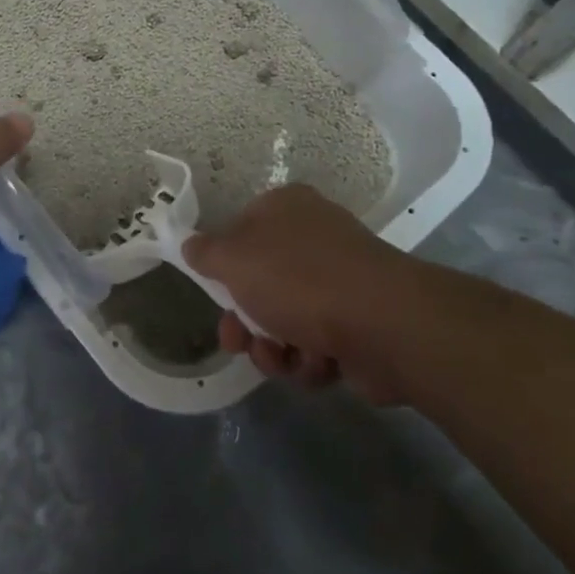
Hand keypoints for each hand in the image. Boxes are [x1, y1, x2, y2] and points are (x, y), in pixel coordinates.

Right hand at [183, 185, 407, 403]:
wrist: (383, 325)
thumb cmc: (298, 280)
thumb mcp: (233, 259)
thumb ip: (205, 252)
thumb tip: (191, 245)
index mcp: (286, 209)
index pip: (240, 230)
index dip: (223, 265)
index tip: (214, 292)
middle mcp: (314, 238)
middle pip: (260, 283)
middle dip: (245, 321)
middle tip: (238, 341)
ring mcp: (340, 281)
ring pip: (285, 320)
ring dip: (274, 347)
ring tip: (282, 358)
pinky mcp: (360, 323)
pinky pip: (317, 344)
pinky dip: (309, 360)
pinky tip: (316, 364)